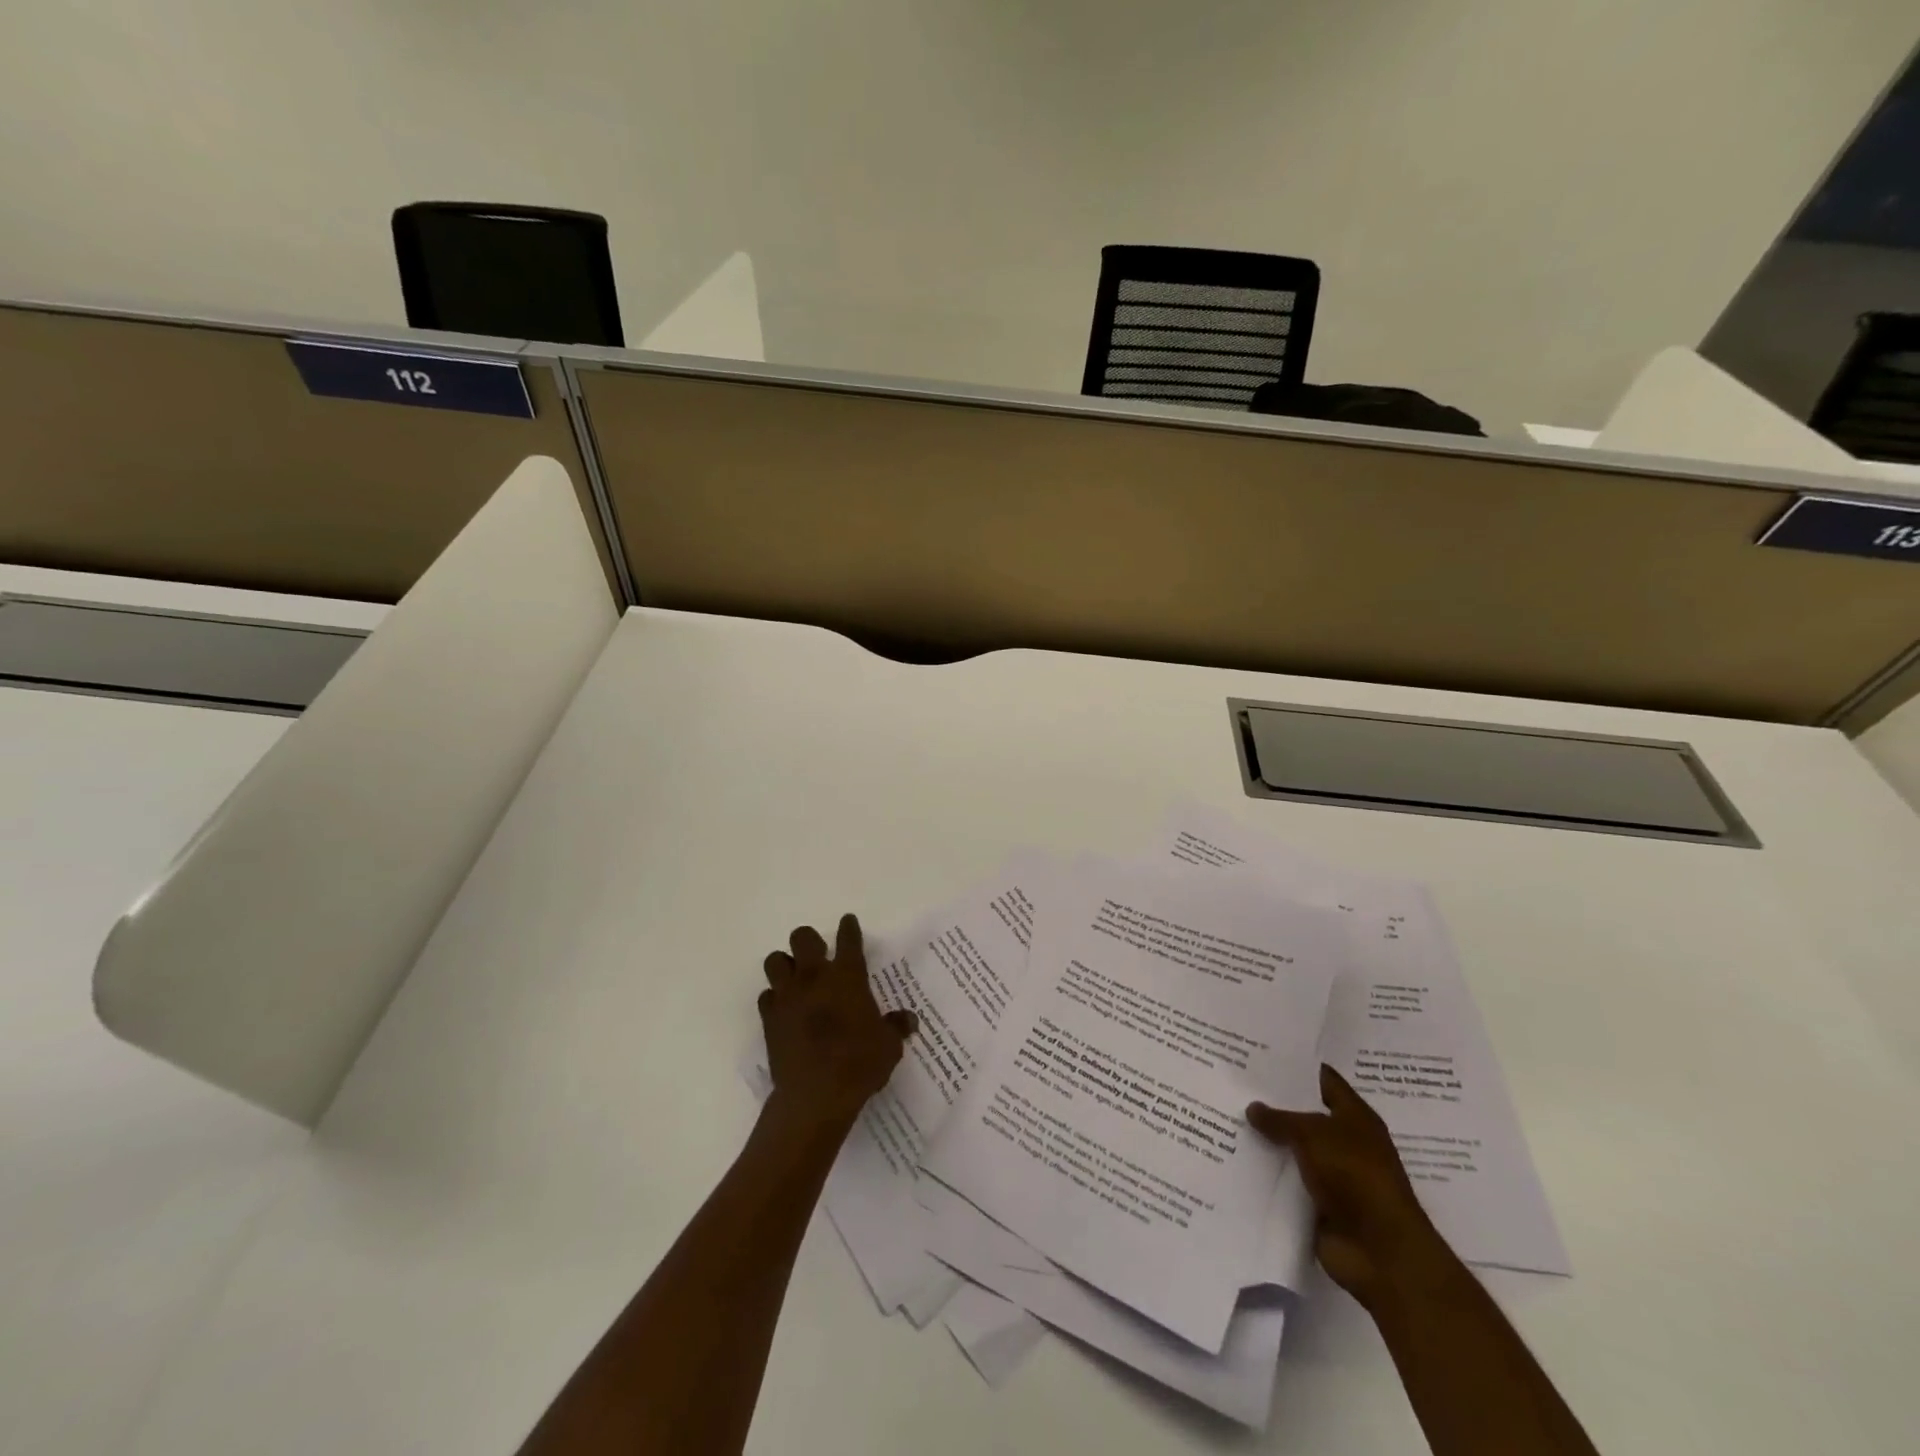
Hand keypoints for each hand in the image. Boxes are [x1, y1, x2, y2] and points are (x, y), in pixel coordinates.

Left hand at [759, 914, 916, 1131]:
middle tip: (819, 955)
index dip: (849, 928)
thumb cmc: (859, 1063)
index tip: (848, 922)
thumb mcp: (889, 1045)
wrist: (816, 1095)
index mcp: (847, 976)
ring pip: (775, 961)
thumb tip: (909, 1020)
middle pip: (803, 938)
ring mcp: (788, 996)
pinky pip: (766, 996)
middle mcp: (814, 977)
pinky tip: (784, 1010)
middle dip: (809, 941)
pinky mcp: (769, 1018)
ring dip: (785, 965)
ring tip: (796, 979)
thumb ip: (896, 1026)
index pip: (848, 939)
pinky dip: (774, 999)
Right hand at [1248, 1064, 1442, 1306]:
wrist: (1380, 1252)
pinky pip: (1285, 1182)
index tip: (1259, 1053)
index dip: (1295, 1066)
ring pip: (1291, 1149)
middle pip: (1303, 1114)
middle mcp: (1344, 1142)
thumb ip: (1280, 1118)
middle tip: (1233, 1084)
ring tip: (1224, 1117)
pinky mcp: (1317, 1205)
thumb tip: (1252, 1108)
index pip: (1323, 1080)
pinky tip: (1233, 1158)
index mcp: (1355, 1117)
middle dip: (1272, 1103)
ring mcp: (1331, 1175)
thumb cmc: (1355, 1176)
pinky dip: (1265, 1174)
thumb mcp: (1313, 1134)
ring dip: (1265, 1140)